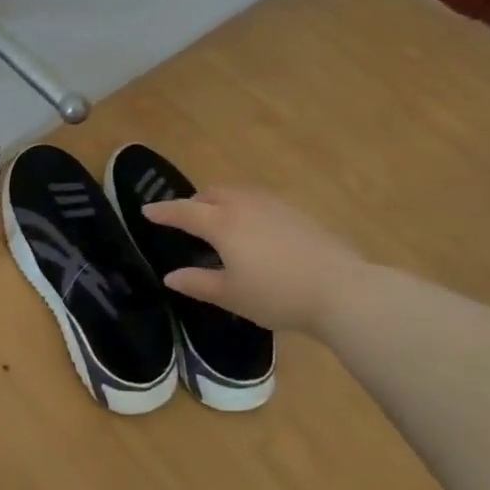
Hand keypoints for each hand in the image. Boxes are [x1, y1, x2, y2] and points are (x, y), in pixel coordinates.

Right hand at [142, 187, 370, 333]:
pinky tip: (255, 233)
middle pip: (212, 194)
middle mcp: (245, 206)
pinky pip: (260, 202)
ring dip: (221, 203)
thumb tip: (171, 276)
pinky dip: (245, 209)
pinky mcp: (298, 214)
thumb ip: (198, 283)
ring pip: (239, 194)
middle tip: (187, 221)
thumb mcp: (231, 295)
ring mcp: (275, 206)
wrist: (342, 290)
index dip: (164, 212)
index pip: (184, 211)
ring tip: (220, 225)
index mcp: (222, 224)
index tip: (147, 211)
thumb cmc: (276, 295)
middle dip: (195, 203)